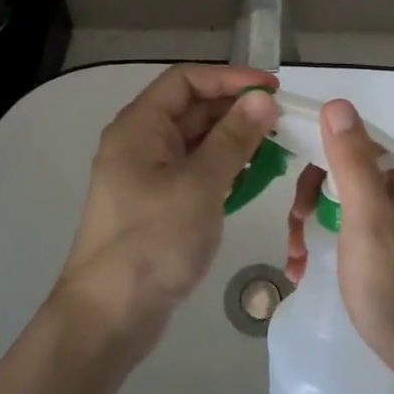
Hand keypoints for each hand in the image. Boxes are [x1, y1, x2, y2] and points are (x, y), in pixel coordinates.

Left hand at [57, 65, 279, 356]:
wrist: (109, 316)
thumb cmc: (153, 242)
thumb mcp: (200, 185)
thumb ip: (233, 138)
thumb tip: (263, 99)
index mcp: (140, 127)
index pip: (186, 80)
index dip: (230, 78)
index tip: (273, 88)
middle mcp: (141, 143)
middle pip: (192, 109)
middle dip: (237, 111)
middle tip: (283, 122)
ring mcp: (148, 175)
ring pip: (197, 142)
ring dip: (234, 141)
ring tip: (276, 149)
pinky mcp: (158, 204)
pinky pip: (195, 172)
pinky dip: (223, 170)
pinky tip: (252, 179)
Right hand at [283, 99, 393, 383]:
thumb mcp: (367, 216)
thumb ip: (351, 160)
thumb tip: (336, 104)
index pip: (353, 145)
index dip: (317, 167)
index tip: (296, 202)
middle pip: (346, 174)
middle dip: (312, 202)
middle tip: (293, 233)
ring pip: (345, 203)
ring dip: (313, 226)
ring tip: (295, 259)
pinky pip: (355, 229)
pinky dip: (329, 243)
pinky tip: (306, 268)